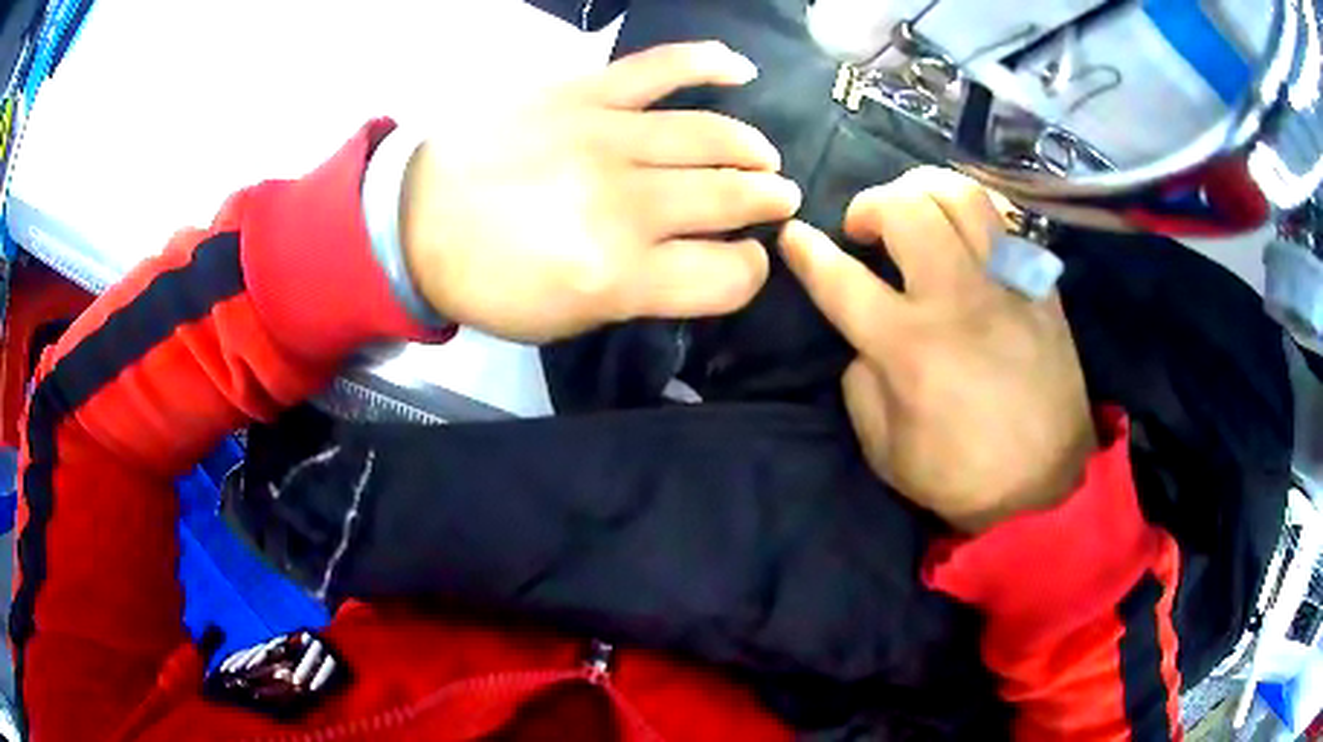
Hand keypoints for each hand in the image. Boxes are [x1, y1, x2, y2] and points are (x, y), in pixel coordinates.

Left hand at [400, 42, 801, 343]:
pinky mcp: (582, 94)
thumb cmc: (487, 281)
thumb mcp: (564, 321)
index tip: (742, 263)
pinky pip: (661, 67)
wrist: (414, 218)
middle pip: (732, 198)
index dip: (748, 272)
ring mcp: (606, 138)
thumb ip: (639, 295)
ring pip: (713, 135)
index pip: (728, 275)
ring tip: (763, 157)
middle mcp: (626, 204)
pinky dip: (708, 62)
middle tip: (776, 200)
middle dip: (768, 203)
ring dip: (752, 149)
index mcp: (619, 275)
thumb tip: (694, 263)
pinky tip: (740, 68)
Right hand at [780, 167, 1095, 532]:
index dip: (807, 250)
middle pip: (905, 208)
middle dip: (870, 204)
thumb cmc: (961, 476)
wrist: (1046, 486)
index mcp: (909, 347)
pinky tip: (965, 228)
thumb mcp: (885, 450)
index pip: (842, 278)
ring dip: (922, 189)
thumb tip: (864, 338)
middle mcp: (957, 299)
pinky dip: (974, 210)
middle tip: (866, 228)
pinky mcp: (1041, 286)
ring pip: (961, 194)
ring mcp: (1006, 285)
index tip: (793, 234)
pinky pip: (1006, 220)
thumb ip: (860, 383)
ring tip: (915, 210)